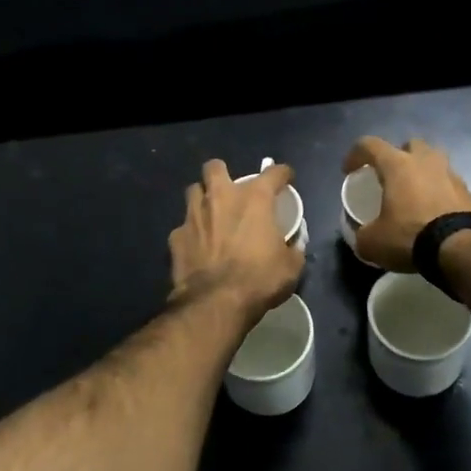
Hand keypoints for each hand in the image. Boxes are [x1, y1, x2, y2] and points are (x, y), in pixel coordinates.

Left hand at [168, 159, 303, 321]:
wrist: (215, 303)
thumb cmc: (259, 280)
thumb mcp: (291, 267)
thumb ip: (293, 248)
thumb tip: (294, 244)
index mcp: (254, 199)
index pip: (273, 173)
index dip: (282, 173)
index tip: (285, 178)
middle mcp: (221, 198)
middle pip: (215, 167)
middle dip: (222, 174)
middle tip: (231, 192)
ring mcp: (194, 215)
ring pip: (193, 191)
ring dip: (203, 199)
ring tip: (210, 214)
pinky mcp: (176, 237)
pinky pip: (183, 226)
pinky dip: (191, 233)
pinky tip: (197, 246)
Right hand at [342, 137, 470, 272]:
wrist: (462, 249)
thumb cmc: (411, 236)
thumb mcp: (373, 243)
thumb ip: (362, 234)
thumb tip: (363, 235)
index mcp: (398, 165)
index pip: (370, 145)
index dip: (355, 154)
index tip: (349, 171)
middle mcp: (426, 161)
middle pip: (410, 145)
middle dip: (398, 156)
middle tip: (390, 177)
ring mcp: (451, 174)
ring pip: (434, 161)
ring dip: (422, 172)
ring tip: (414, 194)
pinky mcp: (469, 192)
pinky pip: (448, 184)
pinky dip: (439, 192)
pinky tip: (433, 212)